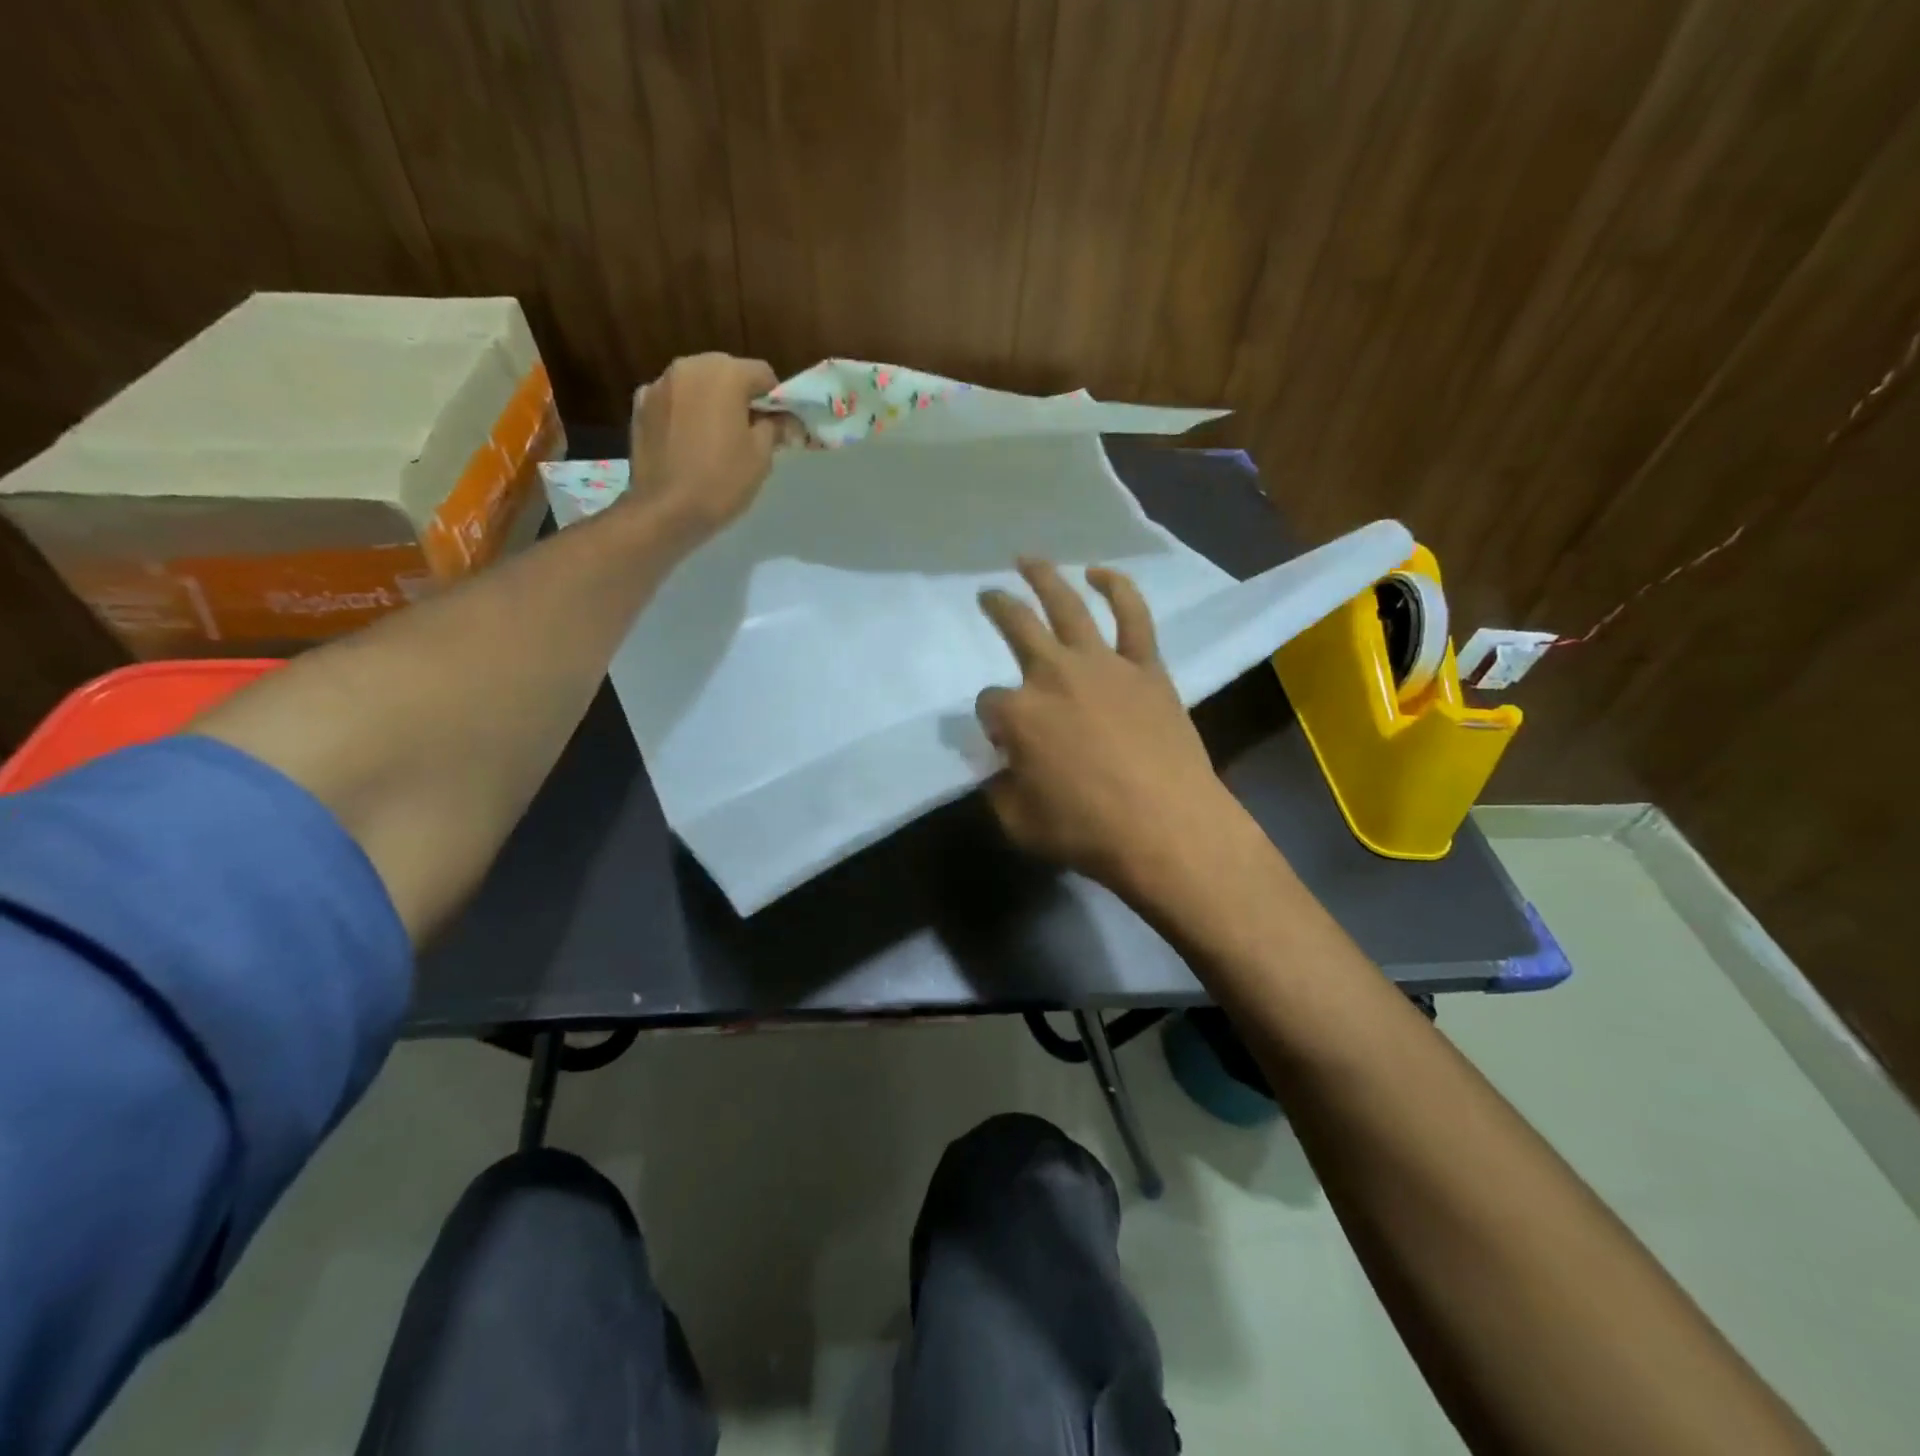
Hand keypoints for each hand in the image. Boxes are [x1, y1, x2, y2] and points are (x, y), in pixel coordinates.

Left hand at [626, 353, 790, 545]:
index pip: (762, 374)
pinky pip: (673, 400)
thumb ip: (775, 428)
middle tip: (748, 432)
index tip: (777, 427)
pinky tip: (688, 441)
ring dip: (711, 402)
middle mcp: (689, 366)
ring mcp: (660, 384)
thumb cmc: (721, 481)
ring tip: (715, 438)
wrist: (665, 511)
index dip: (775, 400)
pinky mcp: (640, 406)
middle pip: (726, 372)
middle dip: (740, 396)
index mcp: (724, 374)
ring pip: (697, 384)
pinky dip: (684, 412)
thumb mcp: (761, 457)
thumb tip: (786, 420)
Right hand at [975, 559, 1251, 905]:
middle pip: (1017, 628)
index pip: (989, 704)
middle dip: (998, 608)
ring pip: (1068, 607)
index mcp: (1018, 714)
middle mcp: (1053, 675)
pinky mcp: (1145, 668)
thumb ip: (1000, 787)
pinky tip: (1101, 572)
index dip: (992, 722)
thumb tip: (1003, 765)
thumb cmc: (1087, 831)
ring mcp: (1103, 665)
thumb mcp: (1018, 822)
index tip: (1003, 740)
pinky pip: (1133, 617)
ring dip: (1045, 577)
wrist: (1167, 829)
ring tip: (1029, 560)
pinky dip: (1118, 588)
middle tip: (988, 595)